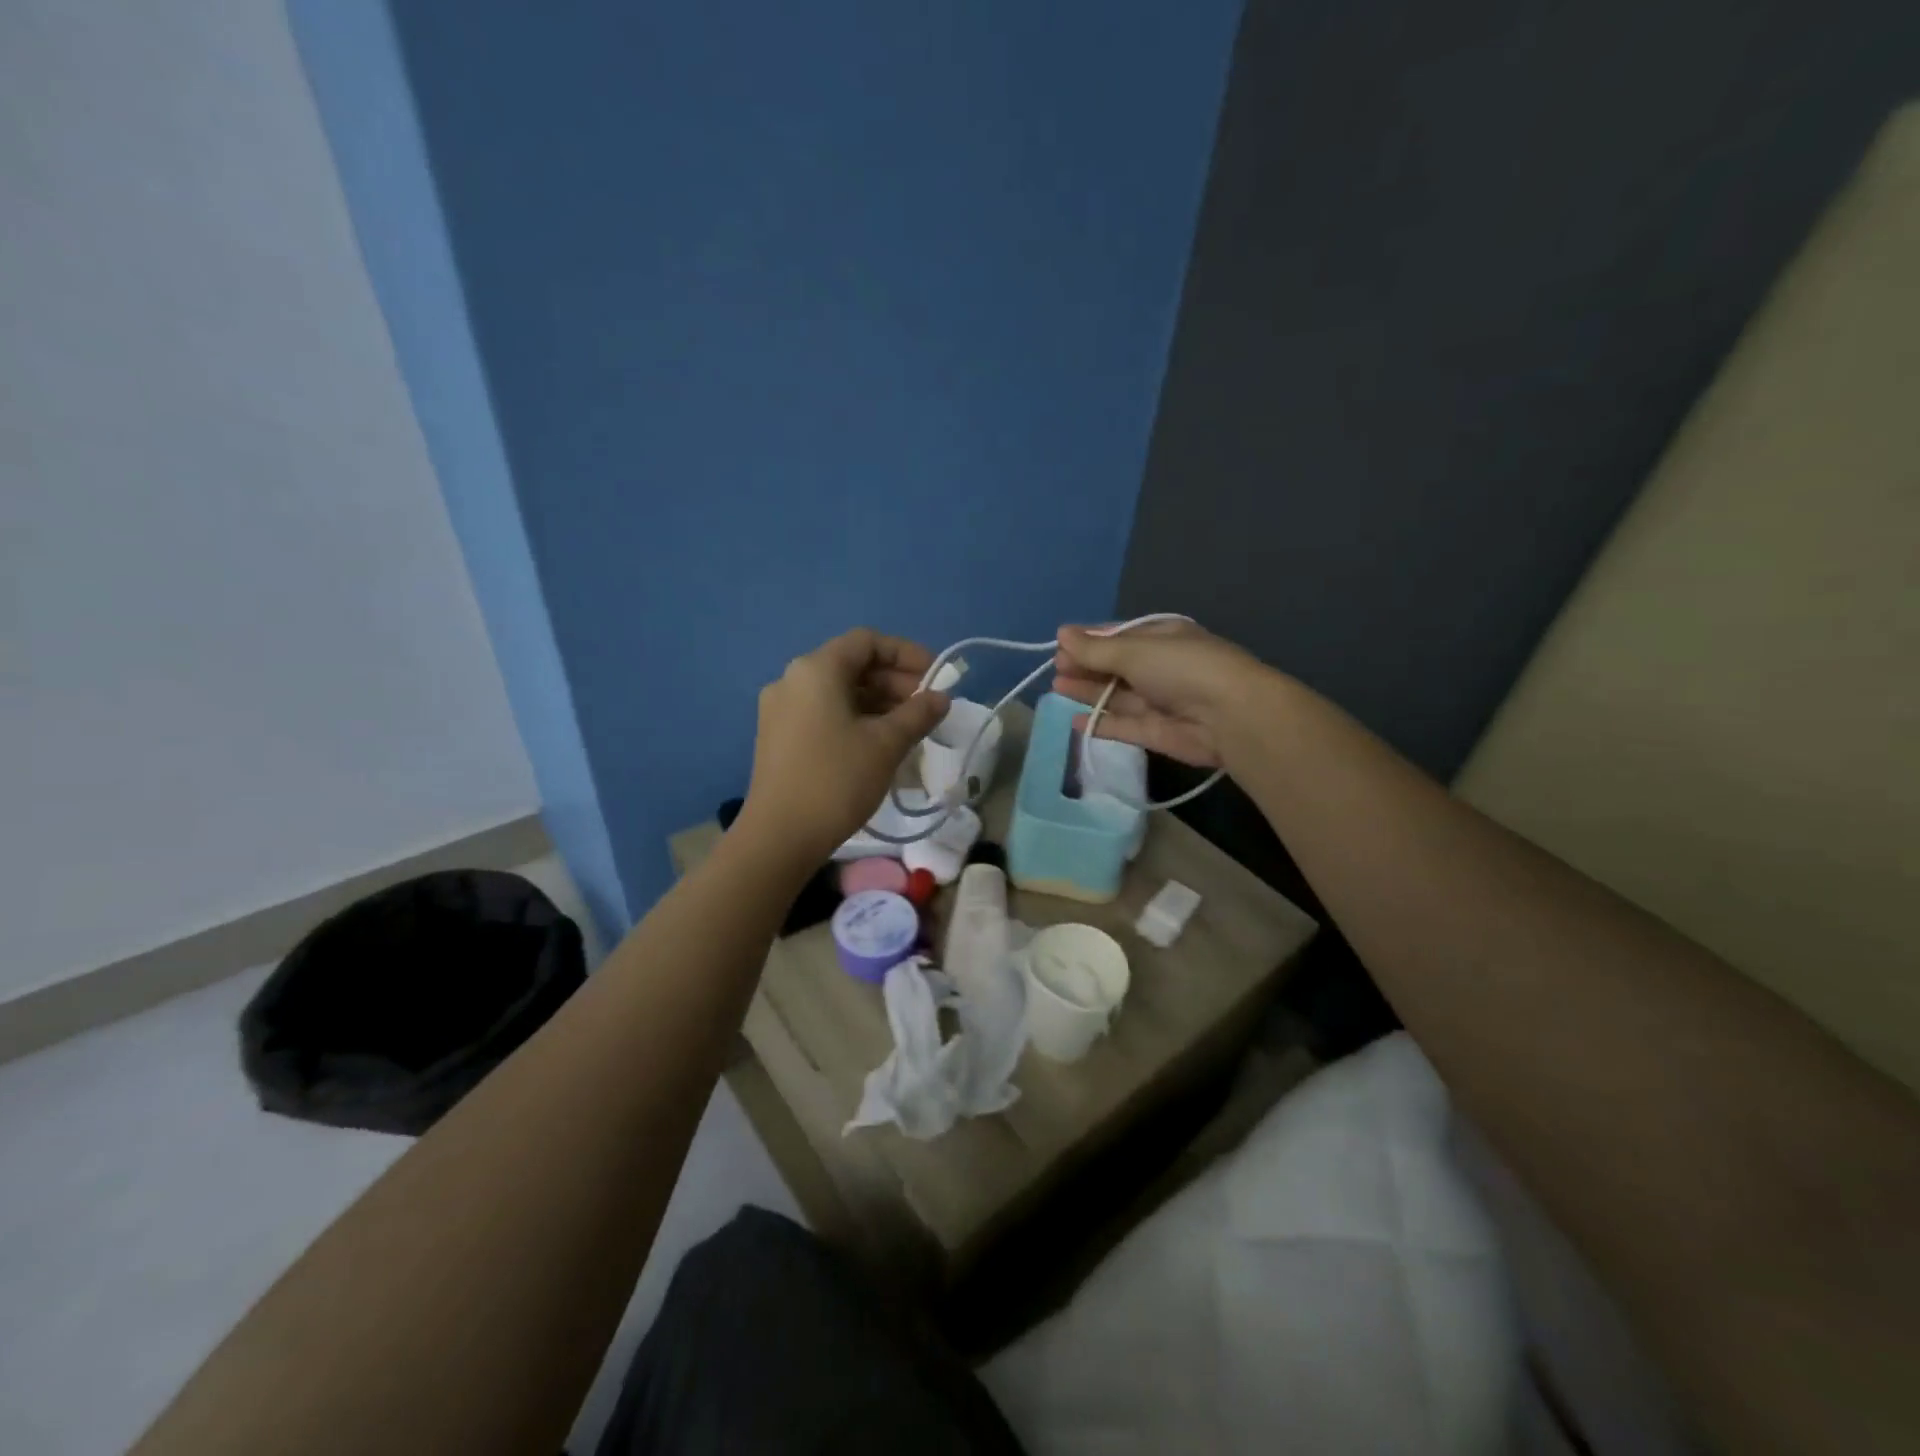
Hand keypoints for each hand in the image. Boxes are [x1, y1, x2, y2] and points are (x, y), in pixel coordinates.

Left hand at [739, 629, 948, 862]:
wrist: (779, 837)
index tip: (934, 677)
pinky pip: (823, 713)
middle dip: (894, 681)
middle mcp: (792, 679)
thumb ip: (917, 714)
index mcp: (816, 670)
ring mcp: (780, 709)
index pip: (867, 642)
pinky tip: (877, 744)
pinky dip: (854, 718)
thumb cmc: (836, 780)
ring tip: (908, 729)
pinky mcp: (778, 736)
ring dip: (877, 702)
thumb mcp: (886, 744)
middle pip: (851, 665)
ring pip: (838, 691)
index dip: (906, 654)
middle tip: (925, 708)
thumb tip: (940, 698)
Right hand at [1052, 619, 1261, 767]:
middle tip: (1056, 668)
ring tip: (1057, 687)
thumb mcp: (1134, 651)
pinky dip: (1100, 723)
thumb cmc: (1181, 668)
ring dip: (1088, 691)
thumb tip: (1061, 634)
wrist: (1229, 716)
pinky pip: (1122, 725)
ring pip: (1115, 695)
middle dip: (1086, 666)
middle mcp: (1160, 667)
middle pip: (1115, 666)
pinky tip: (1075, 721)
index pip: (1119, 636)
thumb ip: (1095, 649)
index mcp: (1161, 637)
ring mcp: (1158, 701)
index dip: (1089, 641)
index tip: (1060, 646)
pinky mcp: (1156, 732)